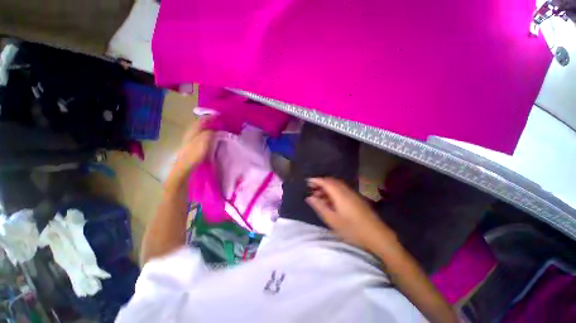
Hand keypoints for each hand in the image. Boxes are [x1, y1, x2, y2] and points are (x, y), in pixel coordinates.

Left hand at [172, 117, 213, 175]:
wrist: (184, 166)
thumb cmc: (194, 153)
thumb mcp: (204, 141)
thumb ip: (210, 133)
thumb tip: (215, 130)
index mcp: (193, 130)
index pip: (202, 120)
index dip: (210, 117)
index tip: (218, 116)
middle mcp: (190, 133)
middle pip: (200, 124)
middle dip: (209, 122)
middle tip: (218, 122)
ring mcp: (190, 140)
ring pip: (200, 131)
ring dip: (207, 128)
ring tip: (216, 129)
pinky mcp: (191, 146)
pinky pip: (200, 136)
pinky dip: (206, 135)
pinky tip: (210, 139)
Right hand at [305, 177, 396, 251]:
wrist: (377, 236)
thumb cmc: (352, 229)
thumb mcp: (332, 220)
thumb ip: (319, 207)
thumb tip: (309, 197)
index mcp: (340, 194)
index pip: (326, 182)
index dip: (316, 180)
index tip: (307, 181)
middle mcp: (346, 191)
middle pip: (331, 182)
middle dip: (321, 183)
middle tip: (312, 190)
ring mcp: (353, 194)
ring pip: (337, 186)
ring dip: (327, 188)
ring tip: (319, 197)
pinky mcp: (357, 199)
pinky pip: (342, 190)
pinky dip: (334, 192)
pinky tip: (331, 202)